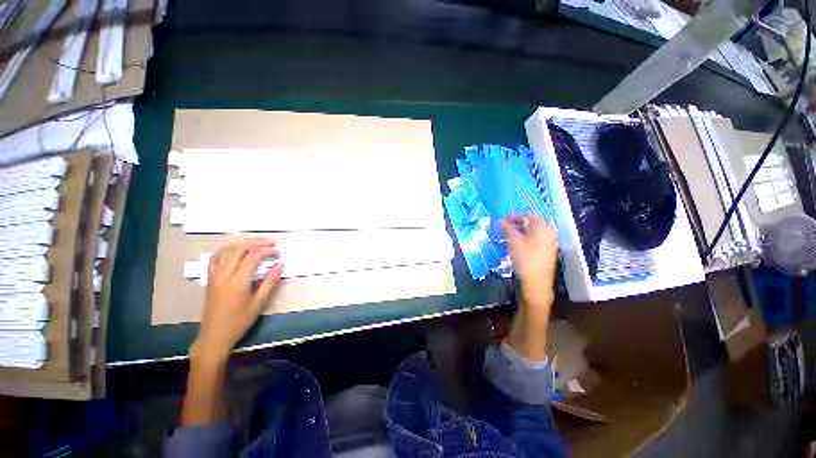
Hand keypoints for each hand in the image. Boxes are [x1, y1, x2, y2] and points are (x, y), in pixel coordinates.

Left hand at [191, 239, 284, 360]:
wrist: (215, 335)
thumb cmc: (240, 321)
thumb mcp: (259, 303)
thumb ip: (270, 281)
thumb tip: (281, 264)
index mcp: (238, 281)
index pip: (253, 257)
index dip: (267, 251)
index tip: (278, 253)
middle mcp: (224, 275)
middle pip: (239, 249)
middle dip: (257, 243)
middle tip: (271, 243)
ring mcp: (214, 276)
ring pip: (226, 251)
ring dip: (242, 244)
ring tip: (256, 244)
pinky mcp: (209, 279)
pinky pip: (214, 259)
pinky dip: (226, 251)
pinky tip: (234, 251)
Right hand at [499, 214, 557, 310]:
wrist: (536, 282)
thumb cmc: (525, 258)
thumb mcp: (513, 241)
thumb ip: (507, 228)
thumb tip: (500, 221)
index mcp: (542, 227)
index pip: (527, 215)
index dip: (514, 216)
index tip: (503, 219)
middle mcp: (549, 232)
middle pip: (531, 223)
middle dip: (516, 224)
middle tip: (504, 228)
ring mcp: (550, 242)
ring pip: (533, 232)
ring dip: (520, 232)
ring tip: (508, 236)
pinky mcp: (547, 251)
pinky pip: (535, 240)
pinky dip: (526, 239)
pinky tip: (517, 245)